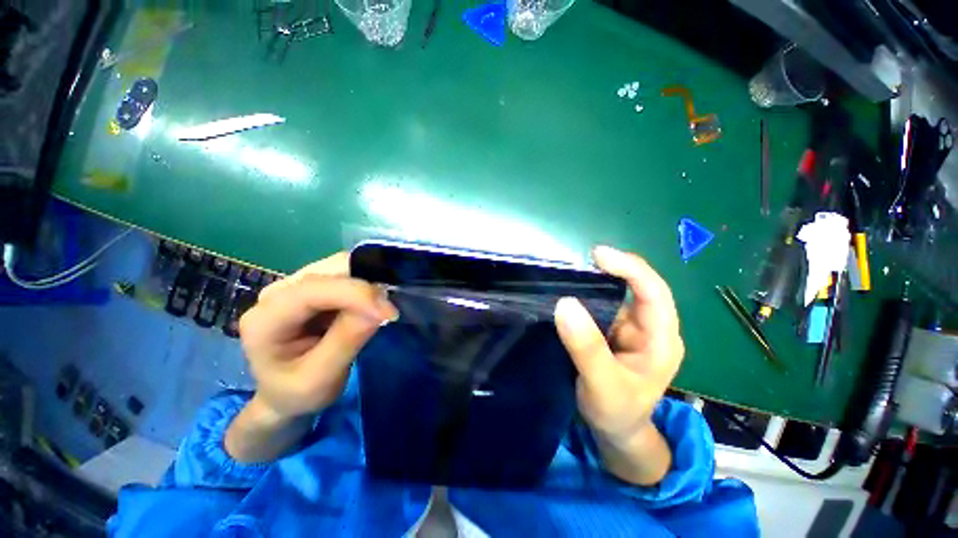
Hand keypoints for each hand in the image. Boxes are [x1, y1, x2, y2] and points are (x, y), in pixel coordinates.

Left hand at [238, 253, 397, 420]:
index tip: (390, 313)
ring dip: (369, 282)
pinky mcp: (315, 285)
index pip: (313, 290)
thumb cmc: (297, 393)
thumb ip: (347, 340)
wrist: (285, 394)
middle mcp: (277, 292)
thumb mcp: (321, 378)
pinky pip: (347, 272)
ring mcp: (296, 284)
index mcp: (265, 319)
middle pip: (329, 270)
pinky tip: (374, 301)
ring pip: (341, 266)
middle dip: (366, 285)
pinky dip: (367, 282)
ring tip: (384, 306)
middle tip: (390, 309)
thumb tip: (381, 307)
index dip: (356, 294)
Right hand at [554, 246, 683, 484]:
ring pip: (618, 293)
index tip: (598, 255)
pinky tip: (571, 291)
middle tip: (580, 261)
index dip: (630, 268)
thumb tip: (565, 303)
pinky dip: (587, 294)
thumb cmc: (617, 412)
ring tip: (571, 273)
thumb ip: (586, 347)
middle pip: (638, 286)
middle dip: (613, 269)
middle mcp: (650, 327)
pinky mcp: (614, 330)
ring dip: (597, 280)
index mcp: (661, 340)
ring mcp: (632, 328)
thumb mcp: (602, 384)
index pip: (653, 292)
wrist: (616, 430)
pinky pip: (601, 305)